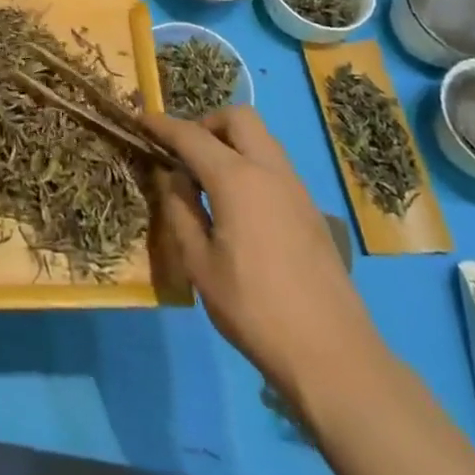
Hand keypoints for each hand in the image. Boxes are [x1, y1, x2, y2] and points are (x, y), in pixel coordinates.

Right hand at [143, 107, 378, 406]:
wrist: (333, 356)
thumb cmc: (254, 310)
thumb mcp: (200, 264)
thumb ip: (181, 211)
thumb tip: (173, 177)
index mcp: (237, 180)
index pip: (192, 136)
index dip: (163, 125)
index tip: (141, 121)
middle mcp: (270, 171)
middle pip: (238, 118)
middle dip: (206, 123)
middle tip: (184, 152)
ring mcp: (296, 188)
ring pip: (261, 138)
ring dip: (231, 141)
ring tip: (208, 178)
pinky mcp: (311, 210)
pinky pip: (275, 164)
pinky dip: (250, 163)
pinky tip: (238, 203)